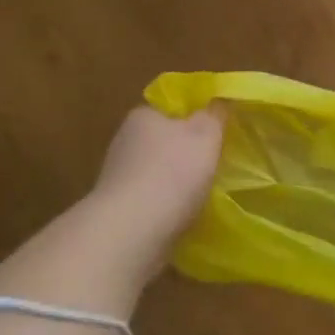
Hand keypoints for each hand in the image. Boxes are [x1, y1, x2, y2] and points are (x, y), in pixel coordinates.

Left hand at [91, 103, 224, 246]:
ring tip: (202, 197)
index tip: (214, 136)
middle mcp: (125, 141)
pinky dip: (165, 207)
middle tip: (213, 167)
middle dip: (185, 154)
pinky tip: (182, 218)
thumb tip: (217, 103)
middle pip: (163, 142)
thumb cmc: (172, 173)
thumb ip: (214, 115)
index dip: (194, 120)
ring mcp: (117, 177)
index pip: (171, 110)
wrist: (131, 231)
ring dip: (175, 184)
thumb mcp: (205, 135)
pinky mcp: (117, 209)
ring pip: (157, 174)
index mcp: (143, 116)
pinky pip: (150, 201)